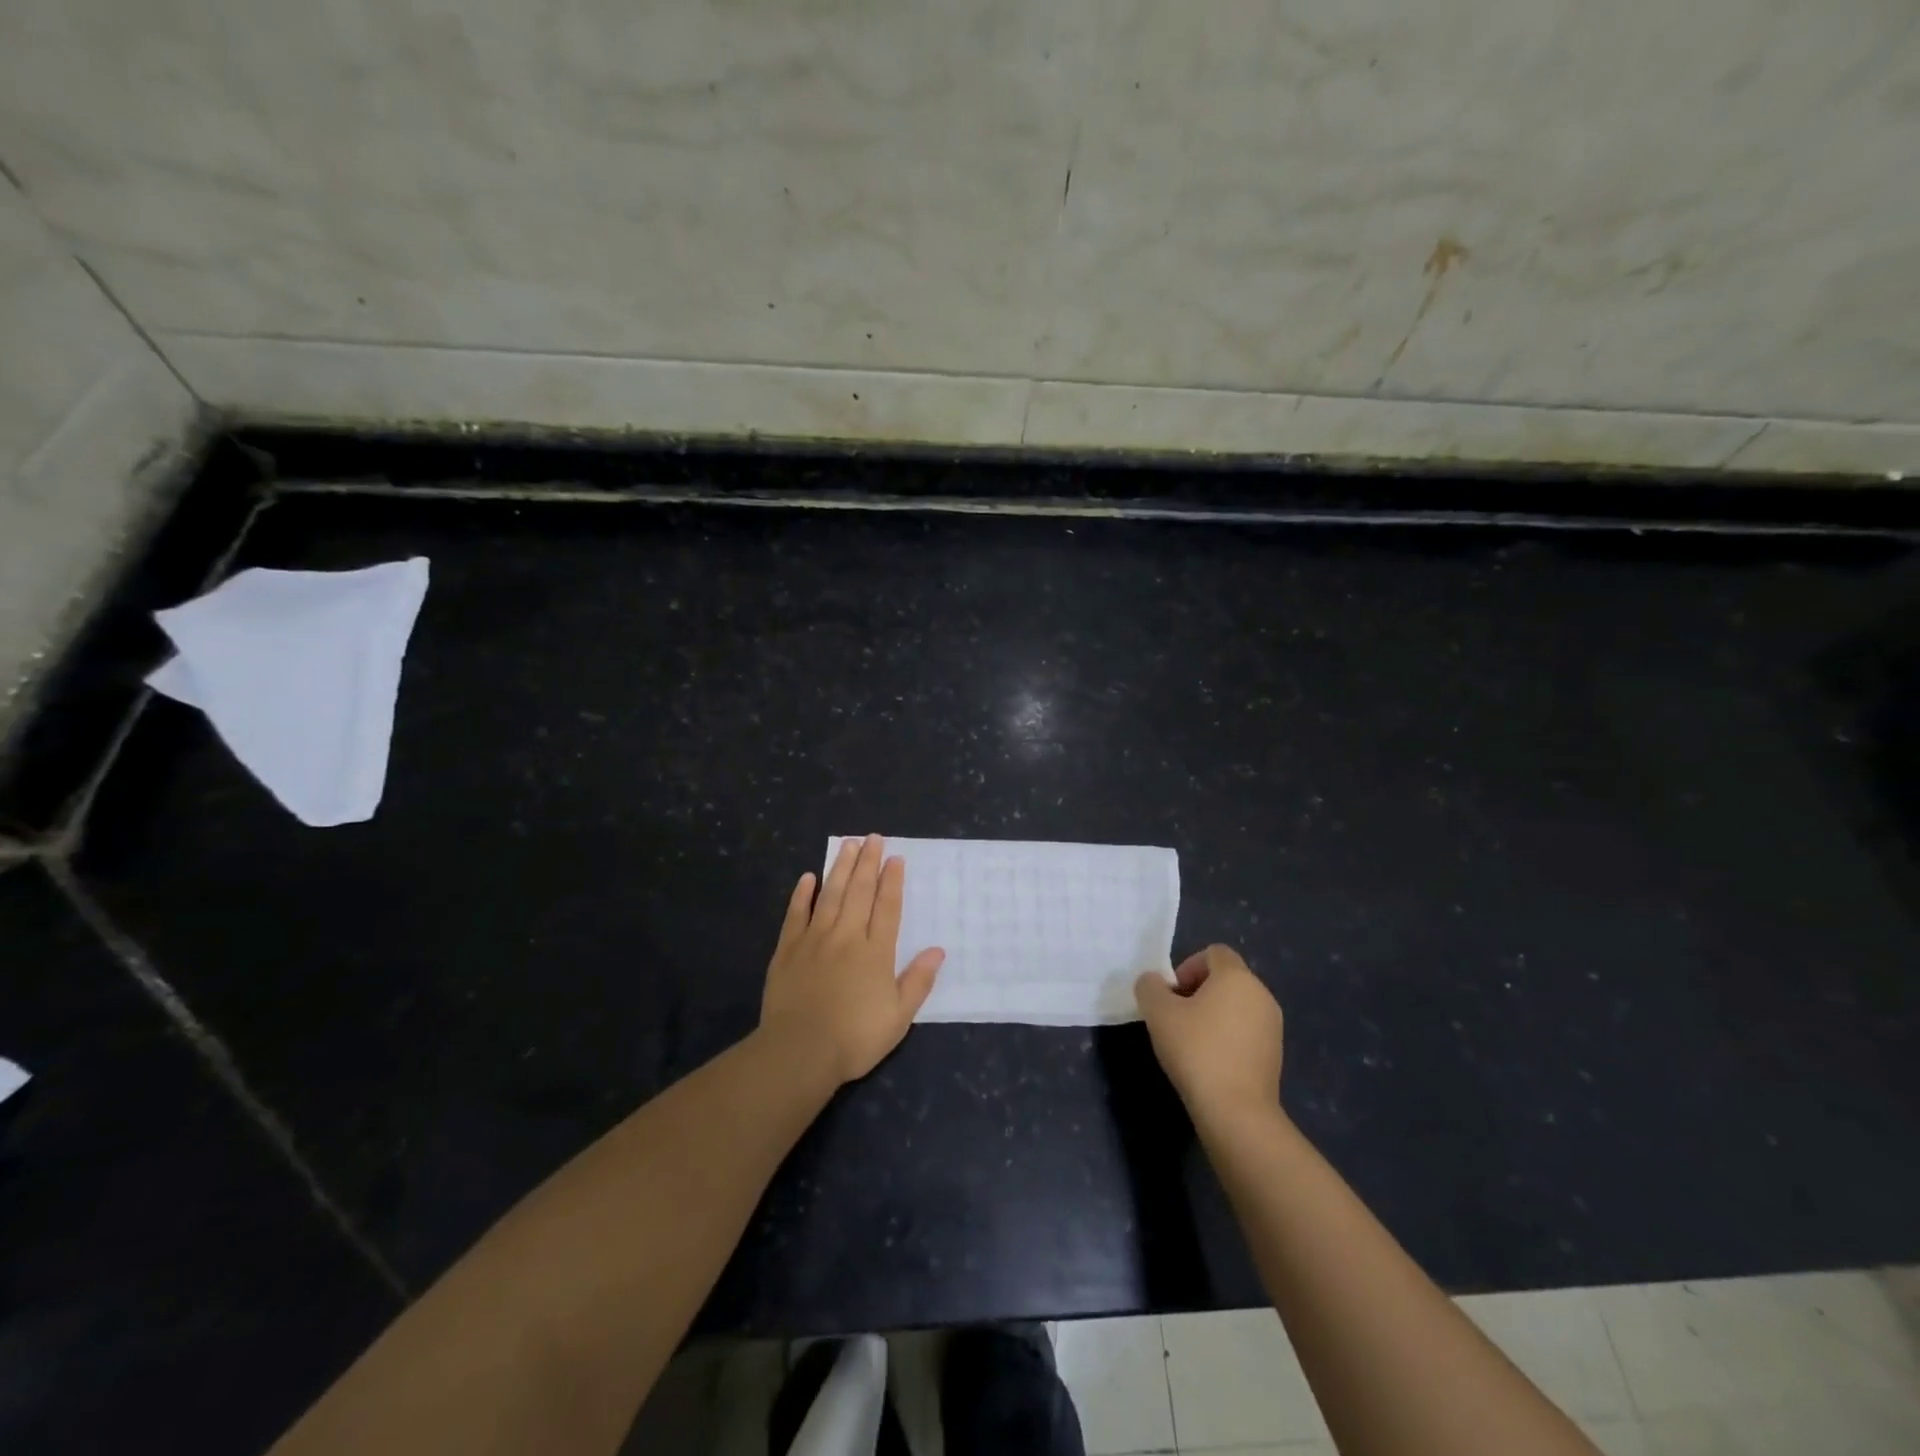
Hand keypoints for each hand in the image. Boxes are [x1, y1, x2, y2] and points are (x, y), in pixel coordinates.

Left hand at [759, 835, 944, 1085]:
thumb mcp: (898, 1017)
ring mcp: (814, 940)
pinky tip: (808, 877)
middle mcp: (847, 937)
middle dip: (867, 863)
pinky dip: (802, 894)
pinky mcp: (788, 950)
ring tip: (848, 844)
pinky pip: (796, 914)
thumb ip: (918, 981)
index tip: (895, 858)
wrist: (799, 1051)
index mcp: (875, 952)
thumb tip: (937, 950)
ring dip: (840, 868)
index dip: (892, 881)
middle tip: (873, 838)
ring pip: (830, 895)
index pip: (887, 907)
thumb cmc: (854, 1038)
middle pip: (859, 892)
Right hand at [1135, 944, 1283, 1116]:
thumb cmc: (1196, 1050)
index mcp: (1237, 977)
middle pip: (1225, 979)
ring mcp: (1273, 1026)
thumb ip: (1150, 987)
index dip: (1187, 966)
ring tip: (1190, 1042)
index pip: (1214, 953)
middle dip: (1197, 992)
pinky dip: (1227, 1037)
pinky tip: (1209, 1062)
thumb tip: (1154, 983)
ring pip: (1236, 1006)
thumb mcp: (1157, 1012)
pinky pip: (1246, 1031)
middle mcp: (1261, 994)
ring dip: (1212, 1015)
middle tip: (1175, 1018)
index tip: (1172, 995)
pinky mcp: (1275, 1055)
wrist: (1236, 1112)